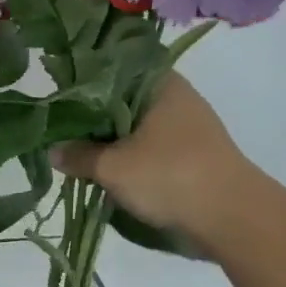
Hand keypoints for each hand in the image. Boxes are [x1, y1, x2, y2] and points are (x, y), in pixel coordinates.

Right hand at [53, 74, 259, 249]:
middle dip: (93, 118)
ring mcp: (189, 126)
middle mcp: (176, 96)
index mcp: (160, 83)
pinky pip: (151, 146)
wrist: (233, 217)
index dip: (82, 83)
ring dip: (112, 141)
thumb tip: (52, 150)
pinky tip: (110, 171)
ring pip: (137, 125)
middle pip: (122, 100)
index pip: (112, 69)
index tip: (57, 100)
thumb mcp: (112, 167)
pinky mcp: (194, 153)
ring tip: (80, 155)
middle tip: (62, 133)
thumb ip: (78, 156)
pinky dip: (131, 155)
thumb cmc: (169, 176)